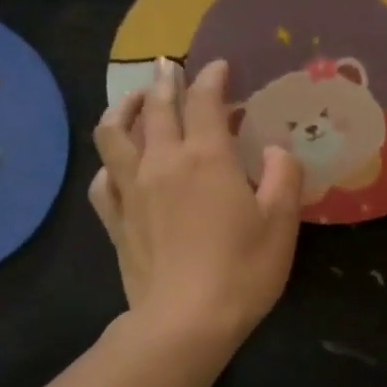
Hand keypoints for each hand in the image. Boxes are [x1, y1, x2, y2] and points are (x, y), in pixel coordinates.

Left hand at [92, 59, 302, 345]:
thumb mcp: (281, 223)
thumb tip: (276, 150)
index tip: (220, 65)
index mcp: (207, 158)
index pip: (205, 102)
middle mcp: (163, 162)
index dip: (212, 78)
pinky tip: (116, 164)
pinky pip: (102, 179)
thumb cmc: (243, 270)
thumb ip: (284, 176)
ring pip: (114, 134)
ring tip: (132, 100)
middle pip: (156, 109)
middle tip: (170, 66)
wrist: (186, 321)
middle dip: (164, 82)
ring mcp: (133, 190)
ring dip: (123, 108)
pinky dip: (108, 162)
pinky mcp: (116, 220)